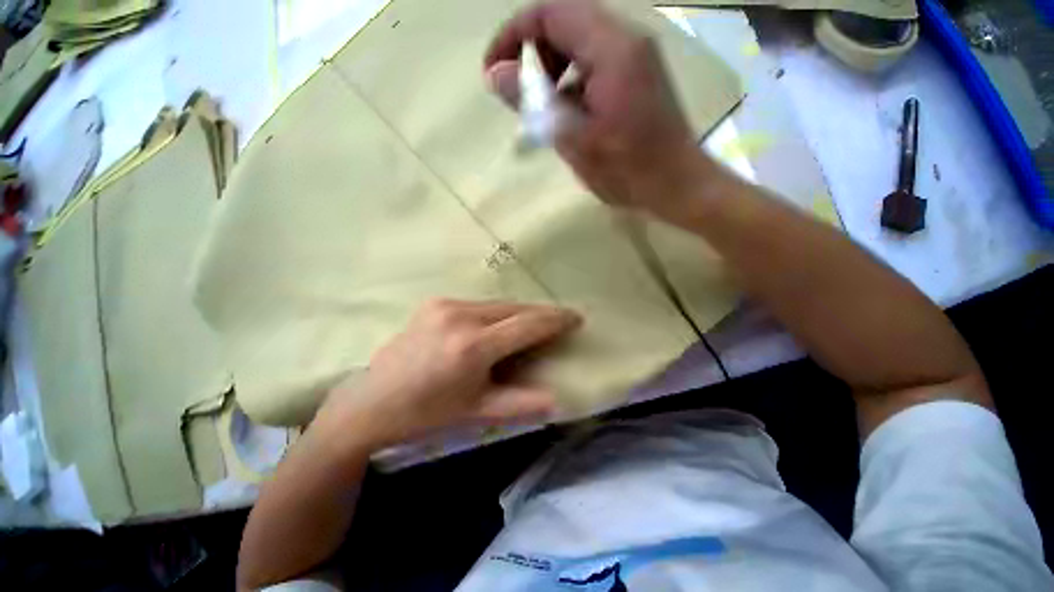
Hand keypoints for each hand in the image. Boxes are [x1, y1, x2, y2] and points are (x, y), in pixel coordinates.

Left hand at [318, 299, 580, 447]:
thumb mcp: (477, 412)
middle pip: (514, 308)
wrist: (370, 403)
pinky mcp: (435, 303)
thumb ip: (521, 404)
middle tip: (559, 320)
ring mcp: (445, 305)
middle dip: (540, 314)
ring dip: (519, 313)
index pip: (527, 324)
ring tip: (532, 325)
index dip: (555, 319)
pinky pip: (479, 305)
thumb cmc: (426, 414)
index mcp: (473, 346)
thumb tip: (557, 399)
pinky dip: (497, 313)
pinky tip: (499, 325)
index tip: (576, 317)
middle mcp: (460, 316)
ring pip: (497, 304)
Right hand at [484, 0, 712, 218]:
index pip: (550, 13)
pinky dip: (572, 82)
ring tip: (543, 111)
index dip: (513, 36)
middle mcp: (627, 39)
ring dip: (552, 70)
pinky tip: (570, 115)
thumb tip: (496, 74)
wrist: (676, 185)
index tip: (493, 73)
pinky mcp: (638, 75)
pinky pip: (594, 63)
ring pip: (579, 43)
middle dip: (533, 55)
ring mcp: (635, 57)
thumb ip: (534, 102)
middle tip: (520, 97)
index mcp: (611, 48)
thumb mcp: (574, 139)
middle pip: (565, 22)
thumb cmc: (627, 170)